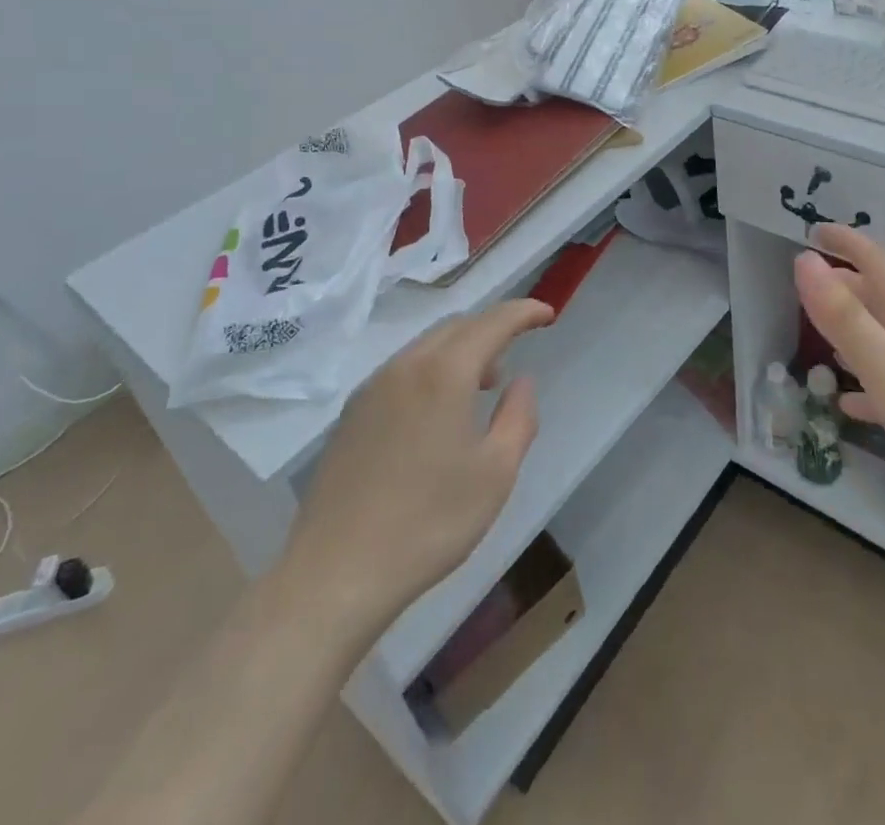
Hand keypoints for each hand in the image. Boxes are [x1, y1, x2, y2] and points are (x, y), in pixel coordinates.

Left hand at [285, 299, 554, 627]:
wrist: (336, 573)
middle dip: (491, 329)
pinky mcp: (352, 413)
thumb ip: (518, 416)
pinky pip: (402, 370)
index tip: (548, 313)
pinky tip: (438, 412)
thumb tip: (521, 381)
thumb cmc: (428, 523)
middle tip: (516, 352)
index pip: (492, 323)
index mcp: (443, 373)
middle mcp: (405, 366)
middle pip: (457, 326)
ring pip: (426, 346)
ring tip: (482, 386)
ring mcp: (372, 388)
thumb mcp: (495, 473)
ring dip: (461, 351)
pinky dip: (432, 370)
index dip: (523, 312)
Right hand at [794, 225, 884, 512]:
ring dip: (855, 331)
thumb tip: (804, 260)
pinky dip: (870, 384)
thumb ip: (844, 316)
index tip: (813, 229)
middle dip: (846, 285)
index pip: (877, 263)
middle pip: (883, 298)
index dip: (846, 242)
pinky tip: (851, 403)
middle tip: (806, 287)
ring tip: (821, 336)